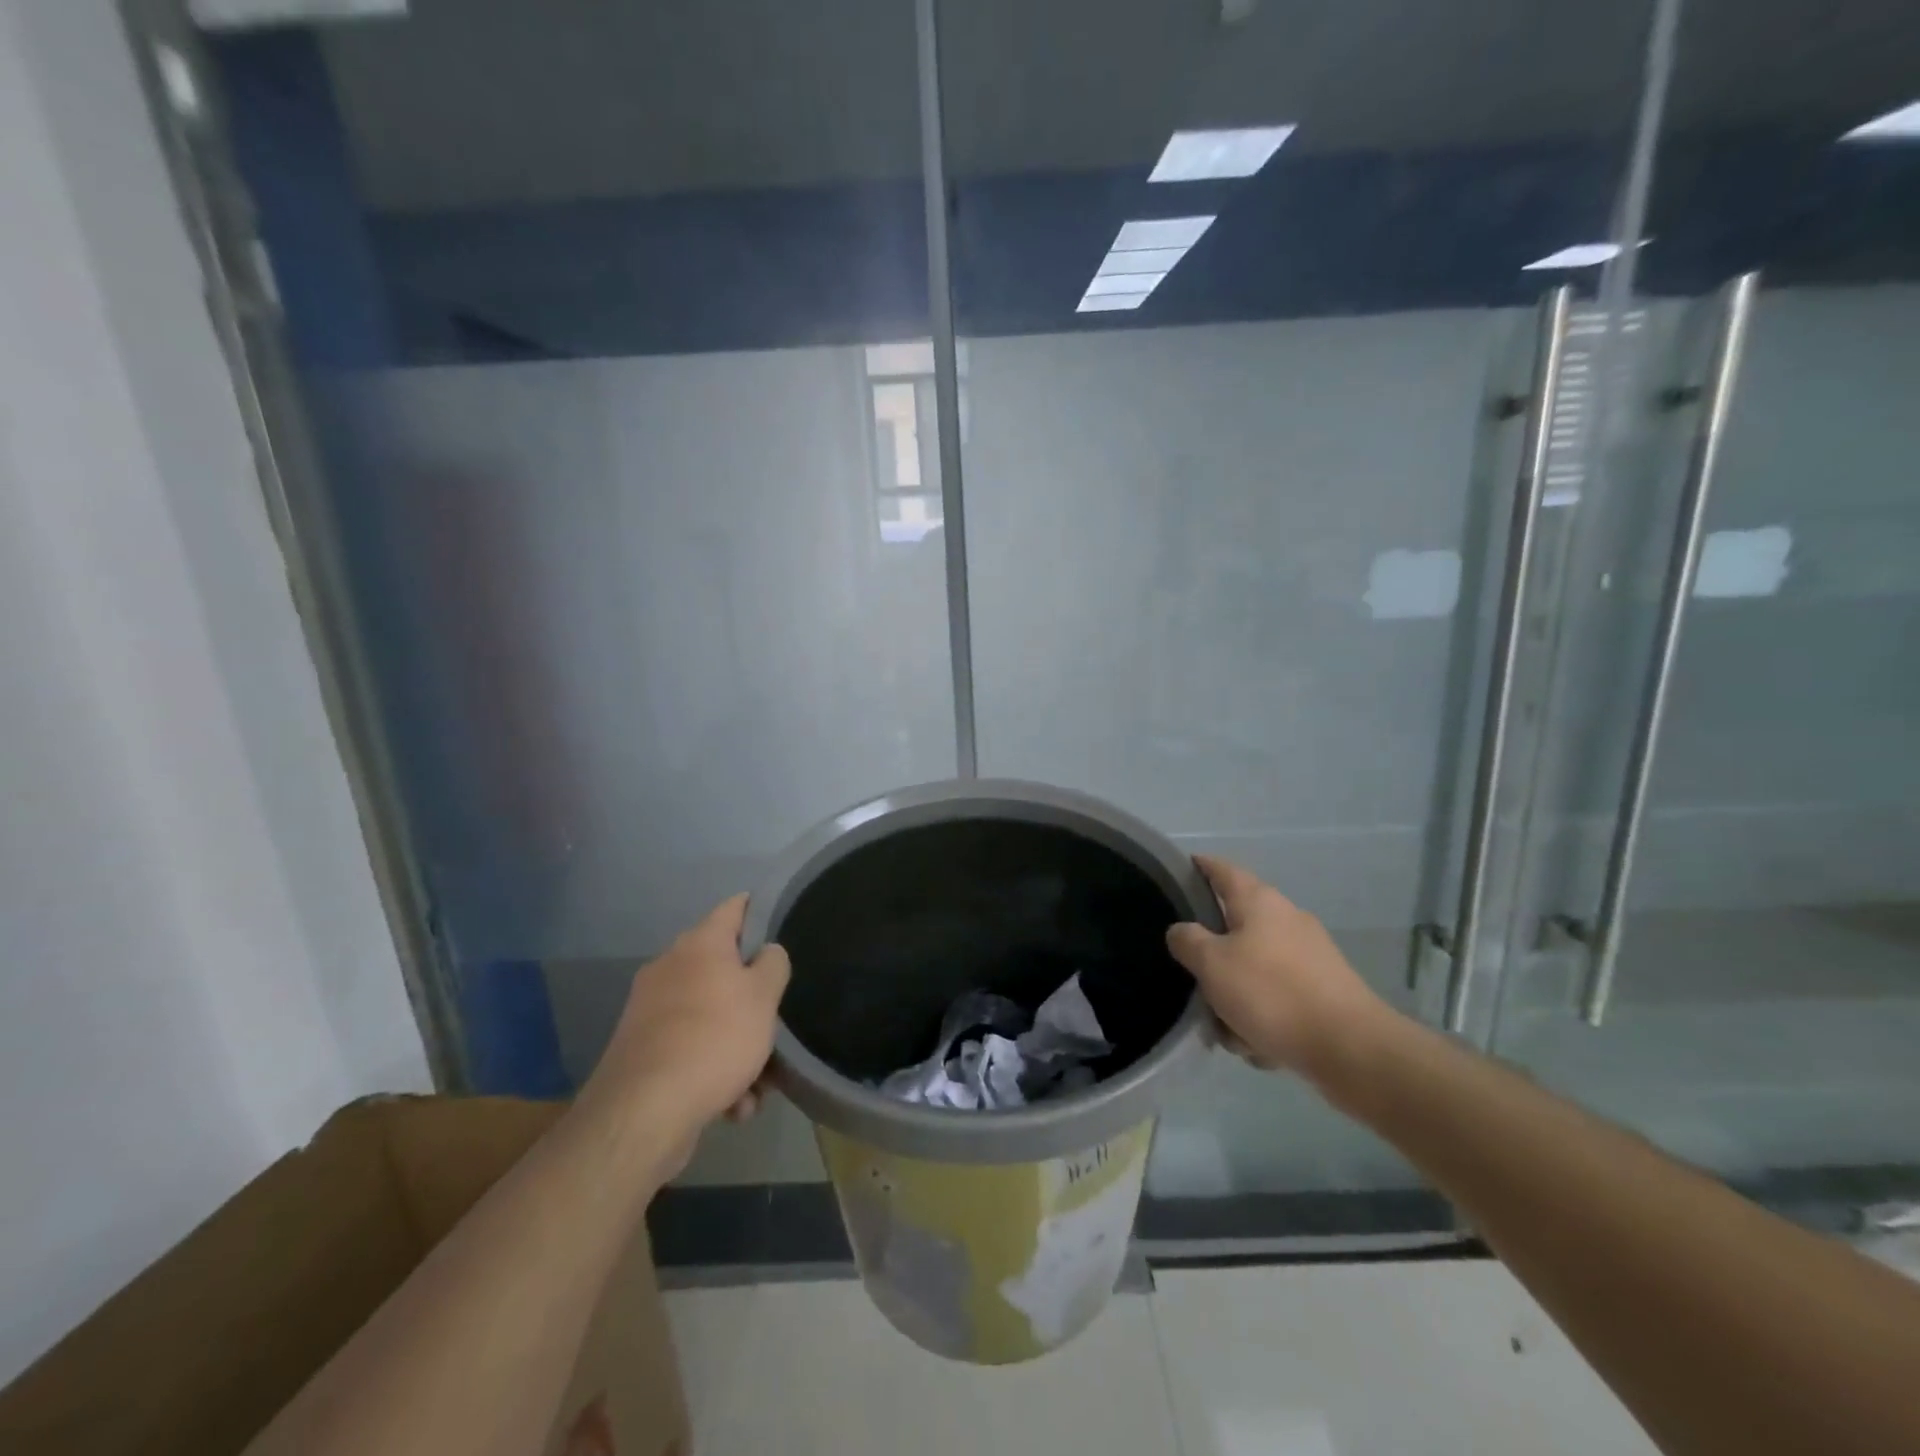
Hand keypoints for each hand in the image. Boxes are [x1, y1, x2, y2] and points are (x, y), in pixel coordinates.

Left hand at [577, 894, 789, 1163]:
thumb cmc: (716, 1037)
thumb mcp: (764, 996)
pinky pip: (691, 1050)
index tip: (782, 924)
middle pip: (724, 970)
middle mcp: (670, 966)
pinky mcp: (642, 1050)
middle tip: (776, 1022)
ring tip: (759, 1084)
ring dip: (738, 1046)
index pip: (735, 907)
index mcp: (700, 943)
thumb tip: (766, 952)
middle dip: (753, 1000)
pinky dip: (714, 1071)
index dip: (760, 910)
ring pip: (711, 1017)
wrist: (645, 1111)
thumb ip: (774, 964)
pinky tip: (733, 1104)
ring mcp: (651, 1009)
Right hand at [1166, 856, 1388, 1081]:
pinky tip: (1260, 1044)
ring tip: (1229, 1029)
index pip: (1222, 870)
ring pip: (1255, 968)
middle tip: (1195, 980)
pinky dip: (1264, 1016)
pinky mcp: (1325, 989)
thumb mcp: (1211, 964)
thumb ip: (1187, 941)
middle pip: (1236, 926)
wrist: (1350, 1048)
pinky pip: (1278, 996)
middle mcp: (1287, 918)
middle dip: (1214, 957)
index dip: (1200, 866)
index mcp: (1259, 902)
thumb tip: (1182, 932)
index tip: (1181, 869)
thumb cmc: (1271, 993)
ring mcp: (1310, 954)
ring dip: (1238, 996)